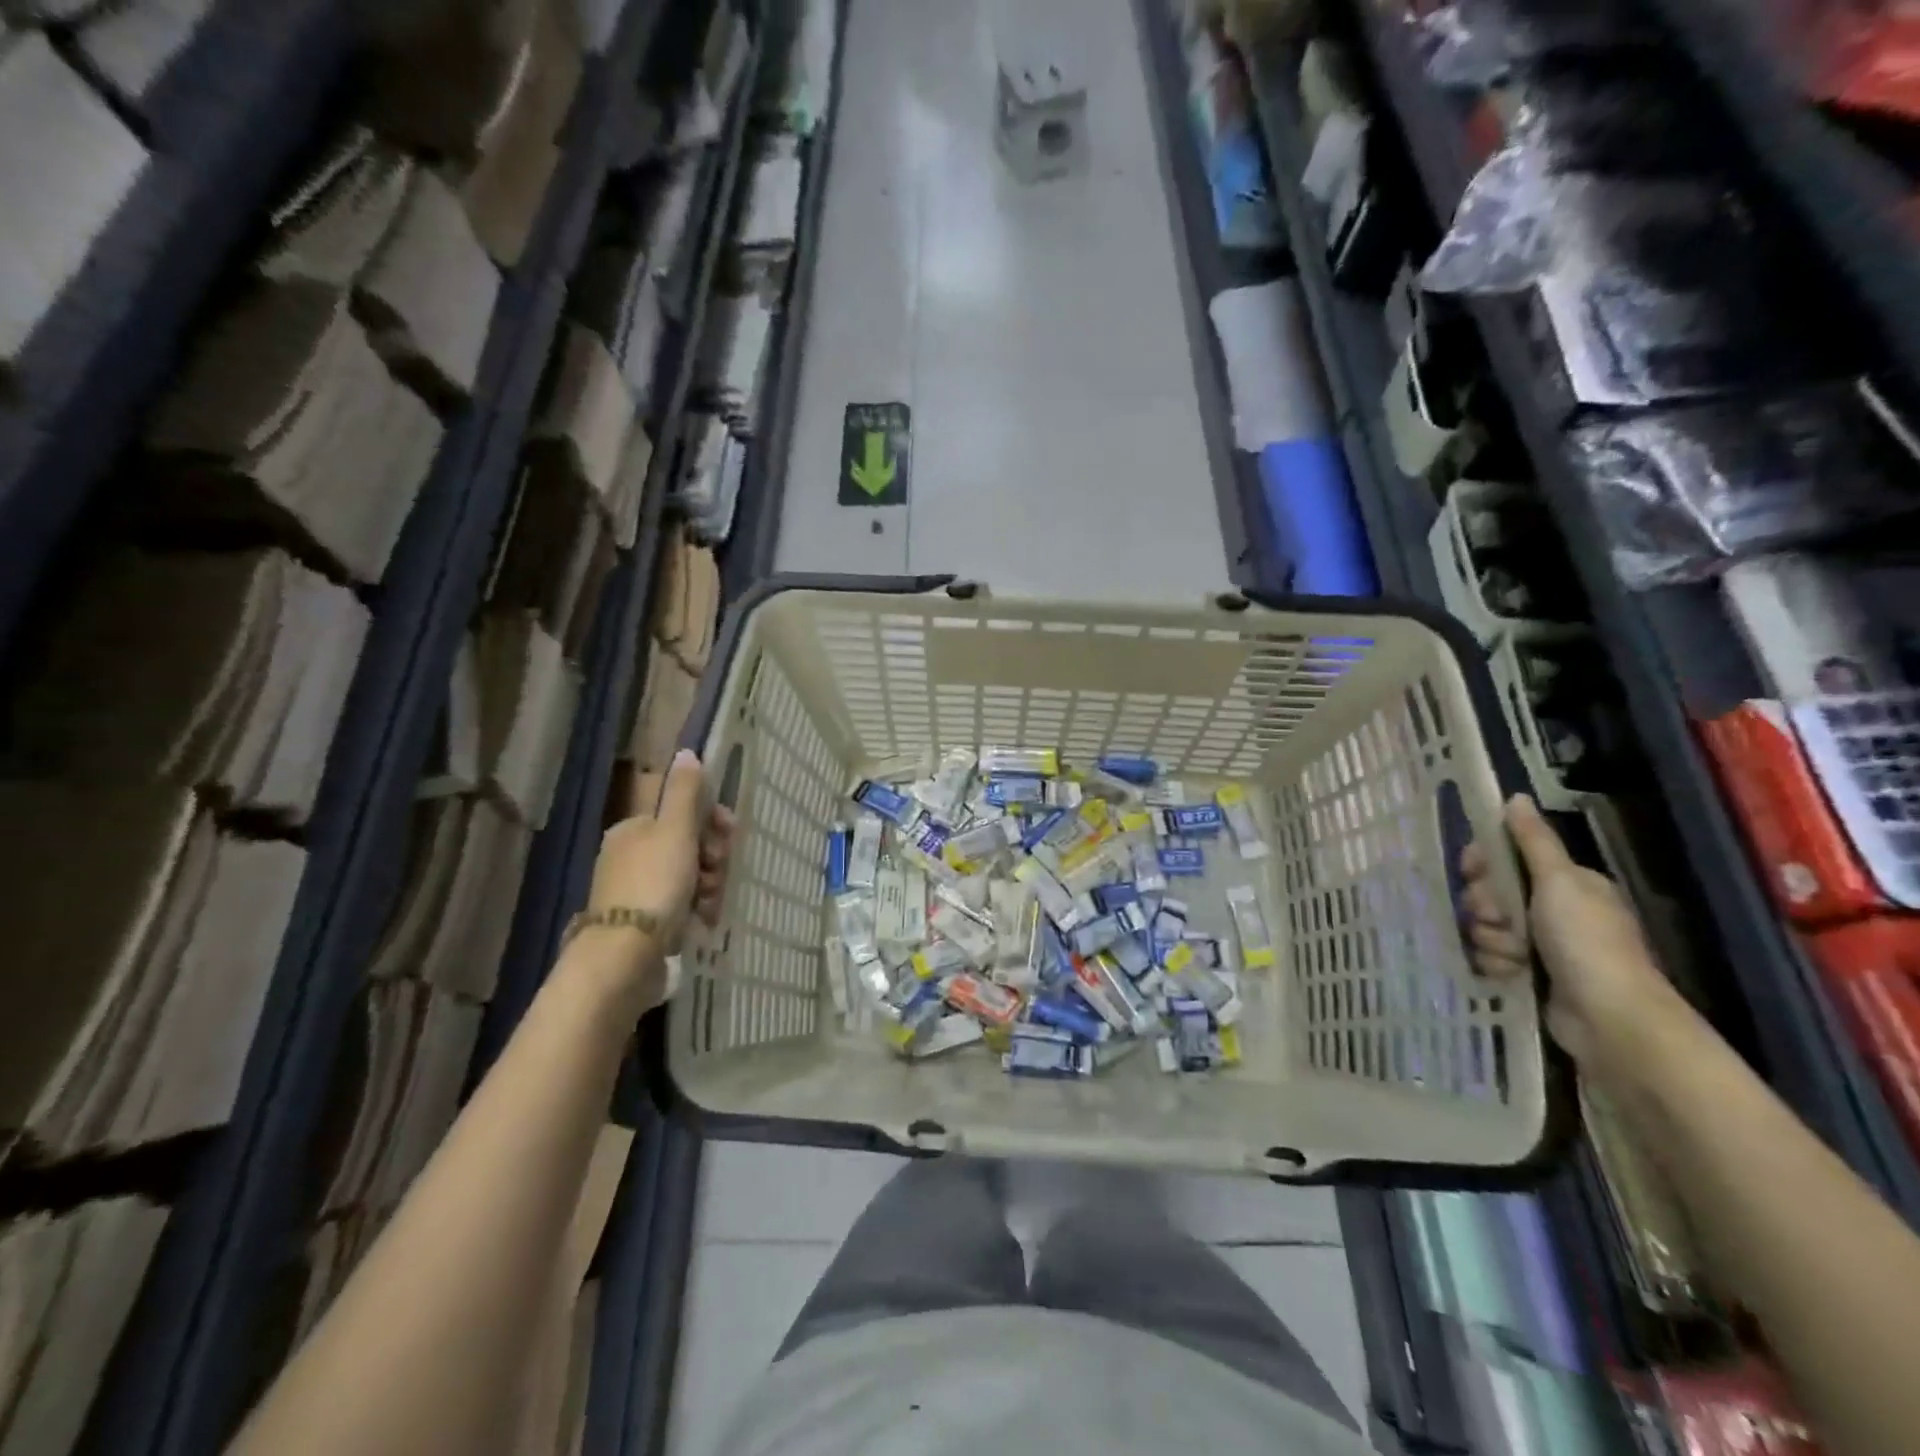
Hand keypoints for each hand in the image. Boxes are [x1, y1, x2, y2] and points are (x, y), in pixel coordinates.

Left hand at [581, 749, 734, 1002]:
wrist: (625, 955)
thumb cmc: (654, 884)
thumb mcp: (674, 830)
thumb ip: (684, 792)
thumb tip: (686, 752)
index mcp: (634, 829)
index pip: (682, 812)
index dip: (711, 820)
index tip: (730, 833)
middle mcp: (631, 856)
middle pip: (688, 845)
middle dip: (712, 856)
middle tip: (719, 870)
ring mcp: (636, 891)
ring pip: (688, 876)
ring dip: (709, 884)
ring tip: (711, 901)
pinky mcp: (644, 923)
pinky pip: (681, 905)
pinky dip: (697, 908)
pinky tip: (704, 919)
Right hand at [1460, 794, 1677, 1069]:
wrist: (1609, 1018)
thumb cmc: (1586, 941)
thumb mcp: (1559, 882)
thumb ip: (1533, 840)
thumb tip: (1515, 796)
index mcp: (1565, 882)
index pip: (1504, 858)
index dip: (1482, 864)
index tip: (1473, 872)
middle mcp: (1552, 908)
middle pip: (1488, 893)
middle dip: (1486, 907)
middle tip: (1501, 919)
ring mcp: (1540, 944)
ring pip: (1485, 927)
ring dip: (1491, 940)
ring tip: (1515, 956)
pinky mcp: (1528, 974)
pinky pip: (1490, 957)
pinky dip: (1496, 964)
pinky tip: (1511, 974)